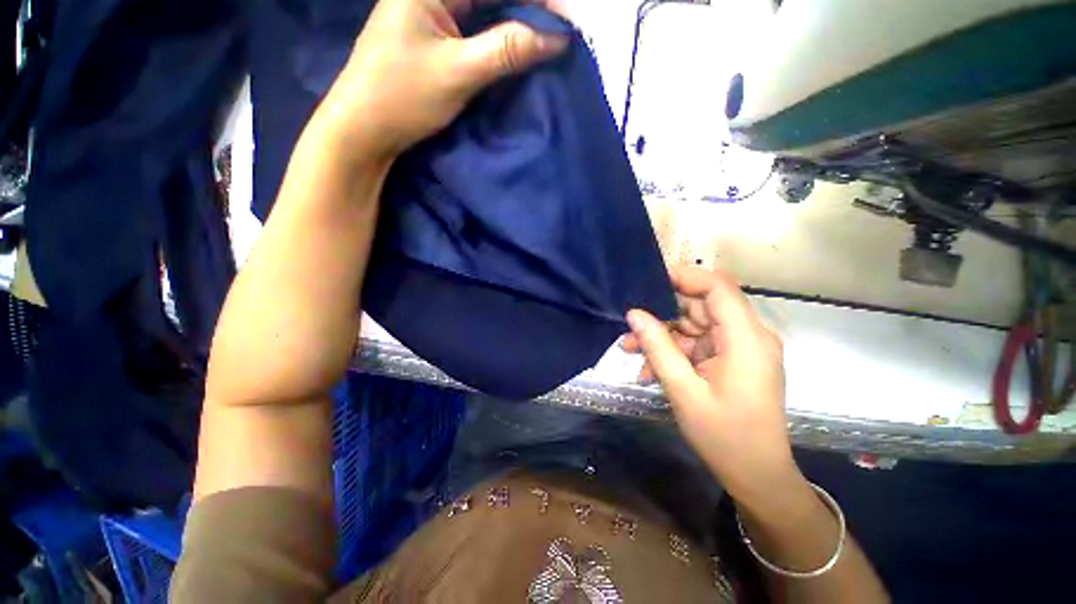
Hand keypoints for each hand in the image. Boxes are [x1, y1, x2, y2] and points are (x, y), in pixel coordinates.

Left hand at [314, 0, 568, 163]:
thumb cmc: (403, 96)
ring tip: (545, 42)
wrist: (365, 127)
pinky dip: (498, 37)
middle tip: (559, 36)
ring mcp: (430, 11)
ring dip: (516, 23)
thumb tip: (556, 39)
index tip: (567, 25)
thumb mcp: (459, 72)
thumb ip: (507, 50)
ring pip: (485, 8)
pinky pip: (475, 26)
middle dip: (529, 9)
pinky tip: (516, 48)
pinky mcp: (433, 35)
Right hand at [622, 266, 801, 507]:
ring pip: (693, 326)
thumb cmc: (725, 437)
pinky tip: (648, 369)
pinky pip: (696, 344)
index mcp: (746, 339)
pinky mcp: (729, 359)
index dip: (684, 277)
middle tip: (629, 325)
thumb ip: (658, 348)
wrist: (757, 477)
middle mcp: (747, 336)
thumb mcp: (684, 391)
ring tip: (630, 349)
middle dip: (662, 313)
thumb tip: (634, 314)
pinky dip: (672, 352)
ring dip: (661, 336)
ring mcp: (738, 348)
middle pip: (701, 306)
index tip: (648, 281)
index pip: (718, 287)